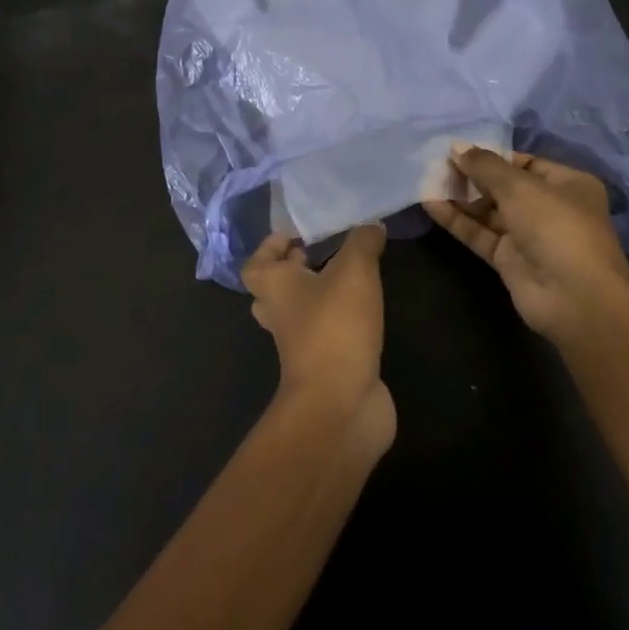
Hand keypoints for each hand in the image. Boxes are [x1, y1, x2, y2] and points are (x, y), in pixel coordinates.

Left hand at [241, 224, 394, 450]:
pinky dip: (339, 322)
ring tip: (347, 276)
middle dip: (293, 271)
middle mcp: (281, 316)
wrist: (340, 404)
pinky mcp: (326, 367)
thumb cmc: (334, 327)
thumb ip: (363, 242)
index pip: (256, 265)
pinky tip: (365, 310)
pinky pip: (326, 336)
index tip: (293, 235)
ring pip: (299, 314)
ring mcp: (301, 346)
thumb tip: (372, 225)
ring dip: (316, 296)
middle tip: (319, 253)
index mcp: (275, 289)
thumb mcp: (354, 271)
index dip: (269, 248)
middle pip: (274, 290)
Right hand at [424, 148, 628, 347]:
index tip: (458, 150)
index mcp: (567, 184)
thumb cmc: (556, 227)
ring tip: (428, 181)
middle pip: (504, 186)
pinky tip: (431, 204)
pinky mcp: (509, 260)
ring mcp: (529, 236)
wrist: (574, 298)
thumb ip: (485, 166)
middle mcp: (550, 207)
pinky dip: (458, 220)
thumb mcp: (520, 187)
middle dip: (472, 176)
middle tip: (437, 164)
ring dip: (461, 197)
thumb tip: (457, 146)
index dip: (492, 156)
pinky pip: (480, 234)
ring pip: (489, 211)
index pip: (524, 163)